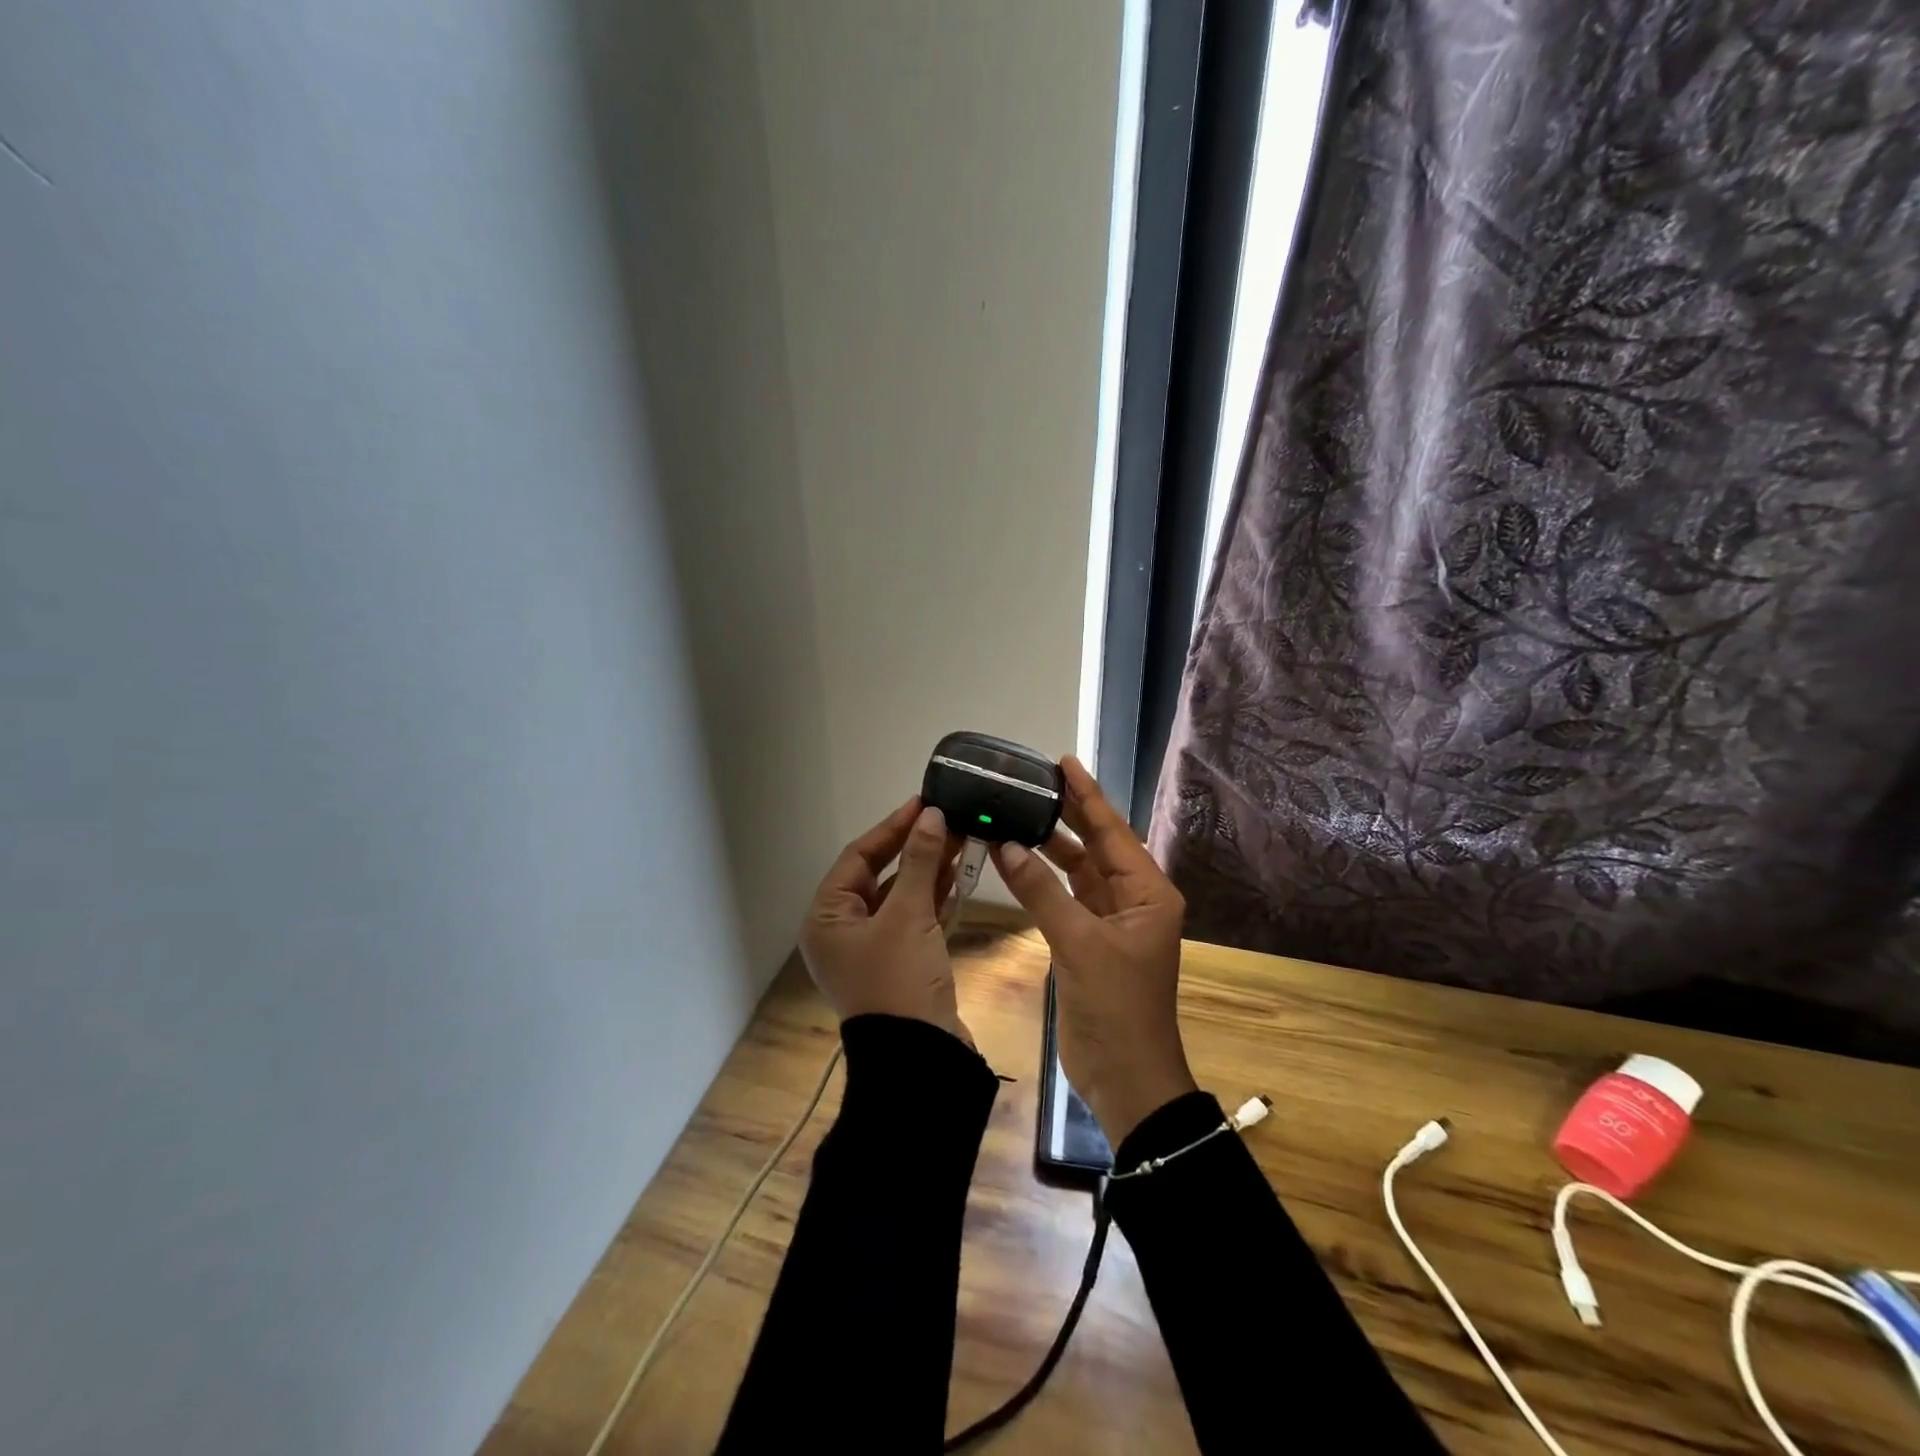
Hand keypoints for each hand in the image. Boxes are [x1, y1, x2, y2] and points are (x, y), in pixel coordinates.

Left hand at [799, 799, 970, 1045]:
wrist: (920, 1058)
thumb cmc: (899, 981)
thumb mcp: (908, 915)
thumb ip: (919, 862)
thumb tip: (932, 815)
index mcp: (827, 918)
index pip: (858, 856)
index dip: (892, 827)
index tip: (923, 803)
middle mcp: (843, 930)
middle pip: (879, 874)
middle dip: (914, 848)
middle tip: (946, 819)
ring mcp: (872, 948)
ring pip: (899, 896)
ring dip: (927, 870)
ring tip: (959, 839)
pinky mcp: (898, 961)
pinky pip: (913, 918)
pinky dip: (932, 897)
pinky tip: (957, 874)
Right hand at [991, 756, 1195, 1144]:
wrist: (1125, 1076)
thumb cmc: (1116, 1007)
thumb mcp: (1079, 944)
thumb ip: (1041, 891)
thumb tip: (1007, 844)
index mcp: (1148, 893)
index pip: (1113, 831)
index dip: (1087, 796)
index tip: (1064, 762)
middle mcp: (1134, 899)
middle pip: (1098, 845)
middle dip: (1070, 813)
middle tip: (1037, 780)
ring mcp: (1111, 921)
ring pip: (1080, 870)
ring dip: (1052, 846)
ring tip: (1021, 812)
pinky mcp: (1089, 941)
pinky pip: (1066, 897)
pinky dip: (1044, 879)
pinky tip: (1019, 859)